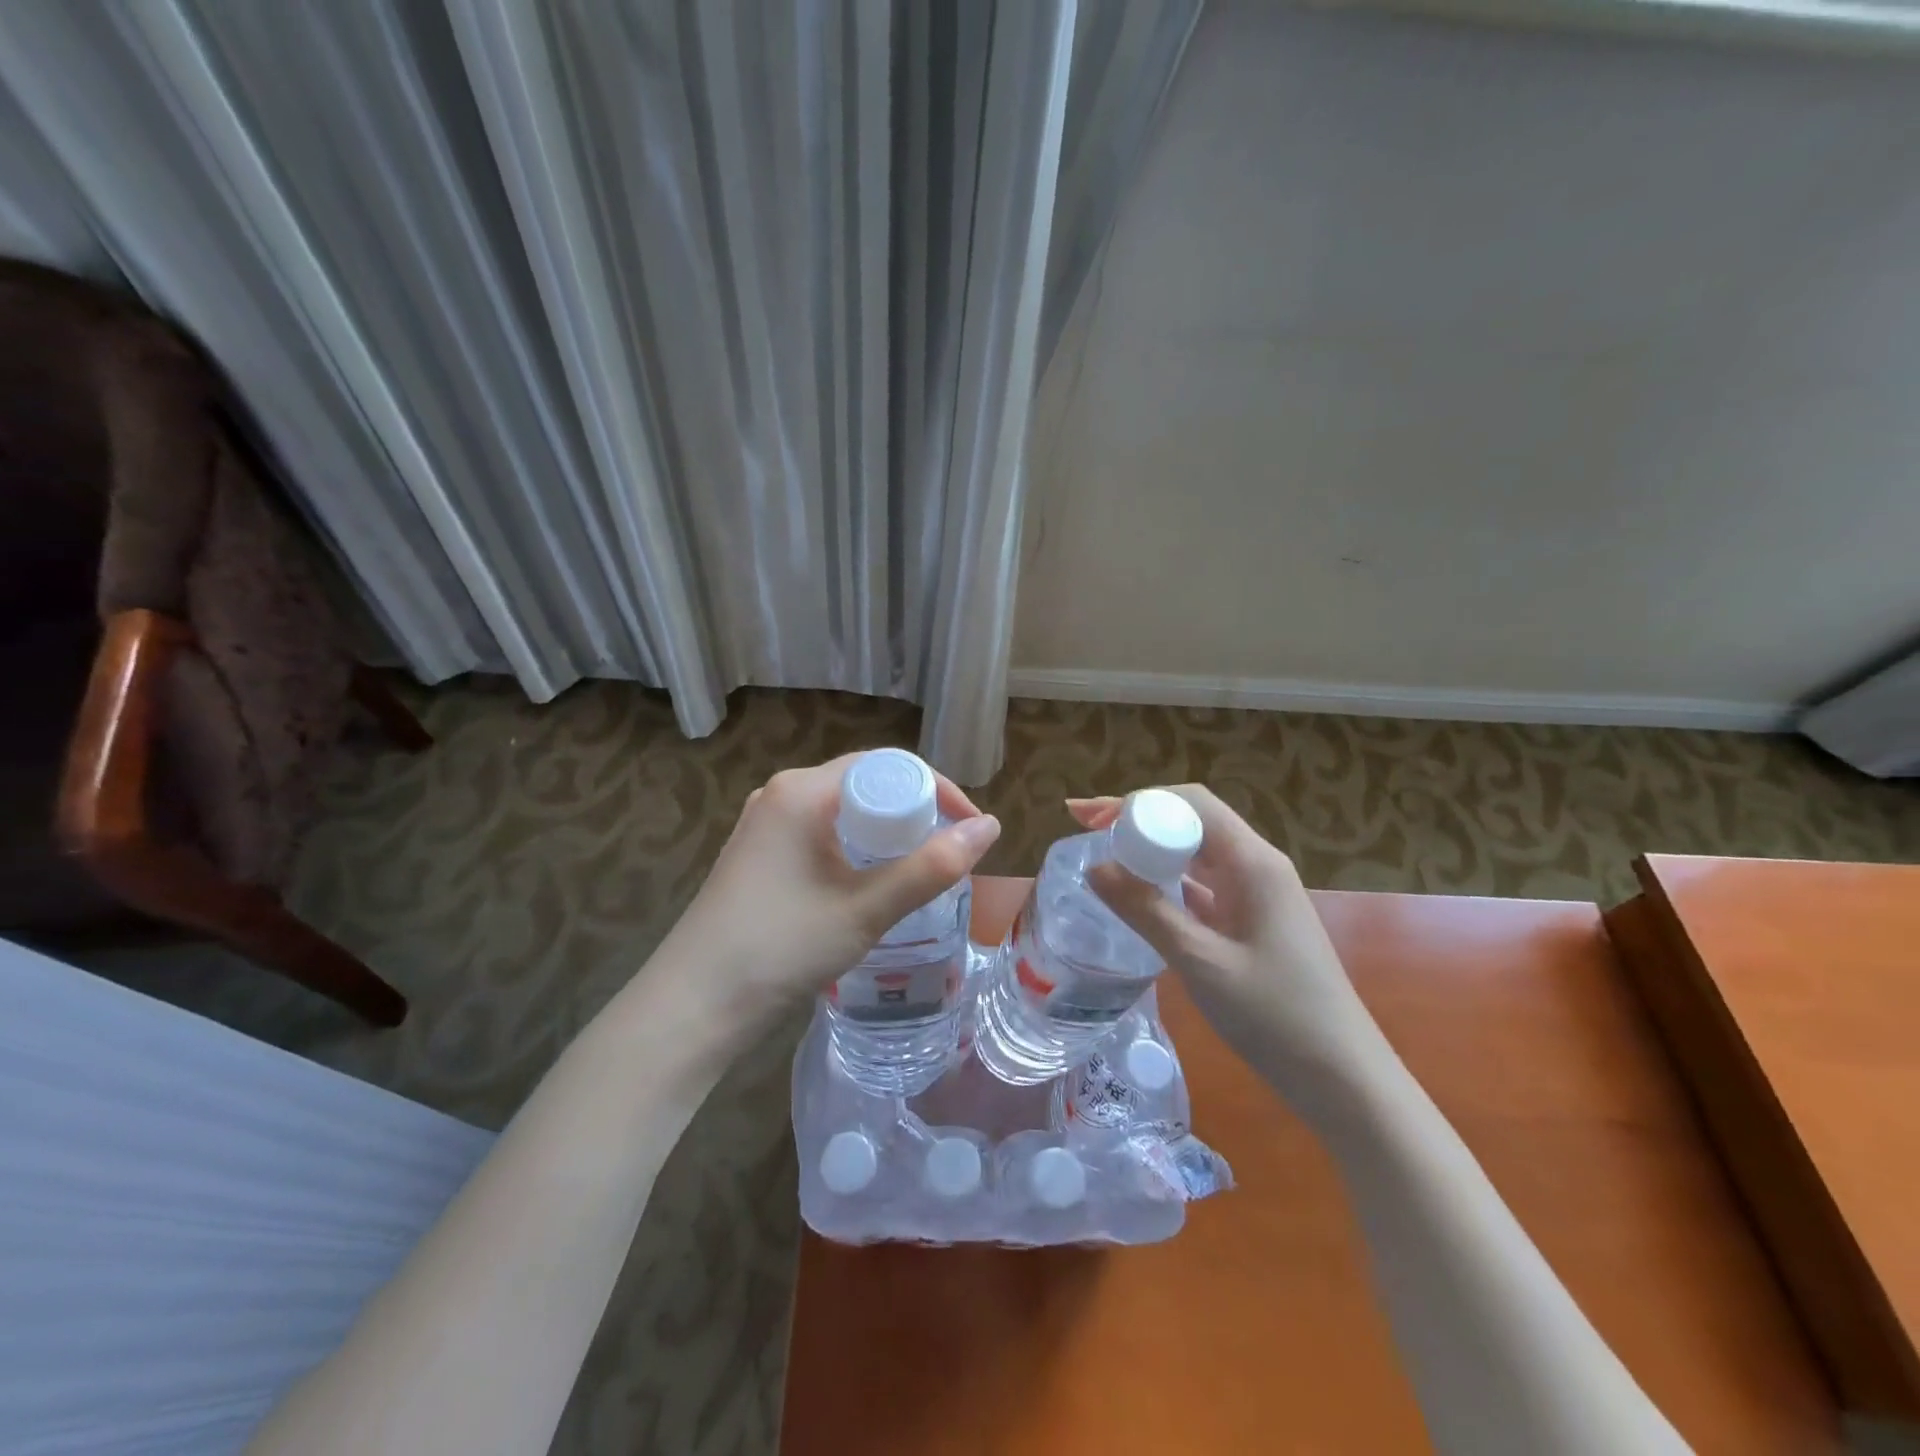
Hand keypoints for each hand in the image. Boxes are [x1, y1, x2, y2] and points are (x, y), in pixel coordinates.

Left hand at [651, 755, 1000, 1031]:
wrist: (692, 1006)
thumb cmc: (781, 948)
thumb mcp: (866, 909)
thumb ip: (931, 867)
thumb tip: (992, 827)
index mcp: (803, 790)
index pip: (885, 765)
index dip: (935, 789)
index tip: (969, 828)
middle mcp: (781, 794)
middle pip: (864, 783)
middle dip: (913, 812)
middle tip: (948, 852)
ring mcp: (764, 824)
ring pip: (842, 811)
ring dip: (885, 832)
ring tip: (918, 868)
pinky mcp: (757, 854)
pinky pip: (820, 832)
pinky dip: (855, 847)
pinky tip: (869, 881)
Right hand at [1070, 787, 1387, 1114]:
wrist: (1343, 1079)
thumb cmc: (1277, 1017)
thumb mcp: (1201, 962)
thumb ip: (1146, 911)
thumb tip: (1094, 867)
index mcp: (1253, 862)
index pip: (1191, 803)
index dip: (1137, 802)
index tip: (1091, 819)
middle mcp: (1257, 867)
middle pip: (1192, 821)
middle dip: (1137, 819)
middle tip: (1084, 828)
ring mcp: (1257, 895)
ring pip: (1196, 853)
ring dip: (1151, 849)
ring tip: (1102, 854)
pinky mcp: (1252, 922)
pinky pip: (1203, 886)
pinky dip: (1167, 881)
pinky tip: (1138, 895)